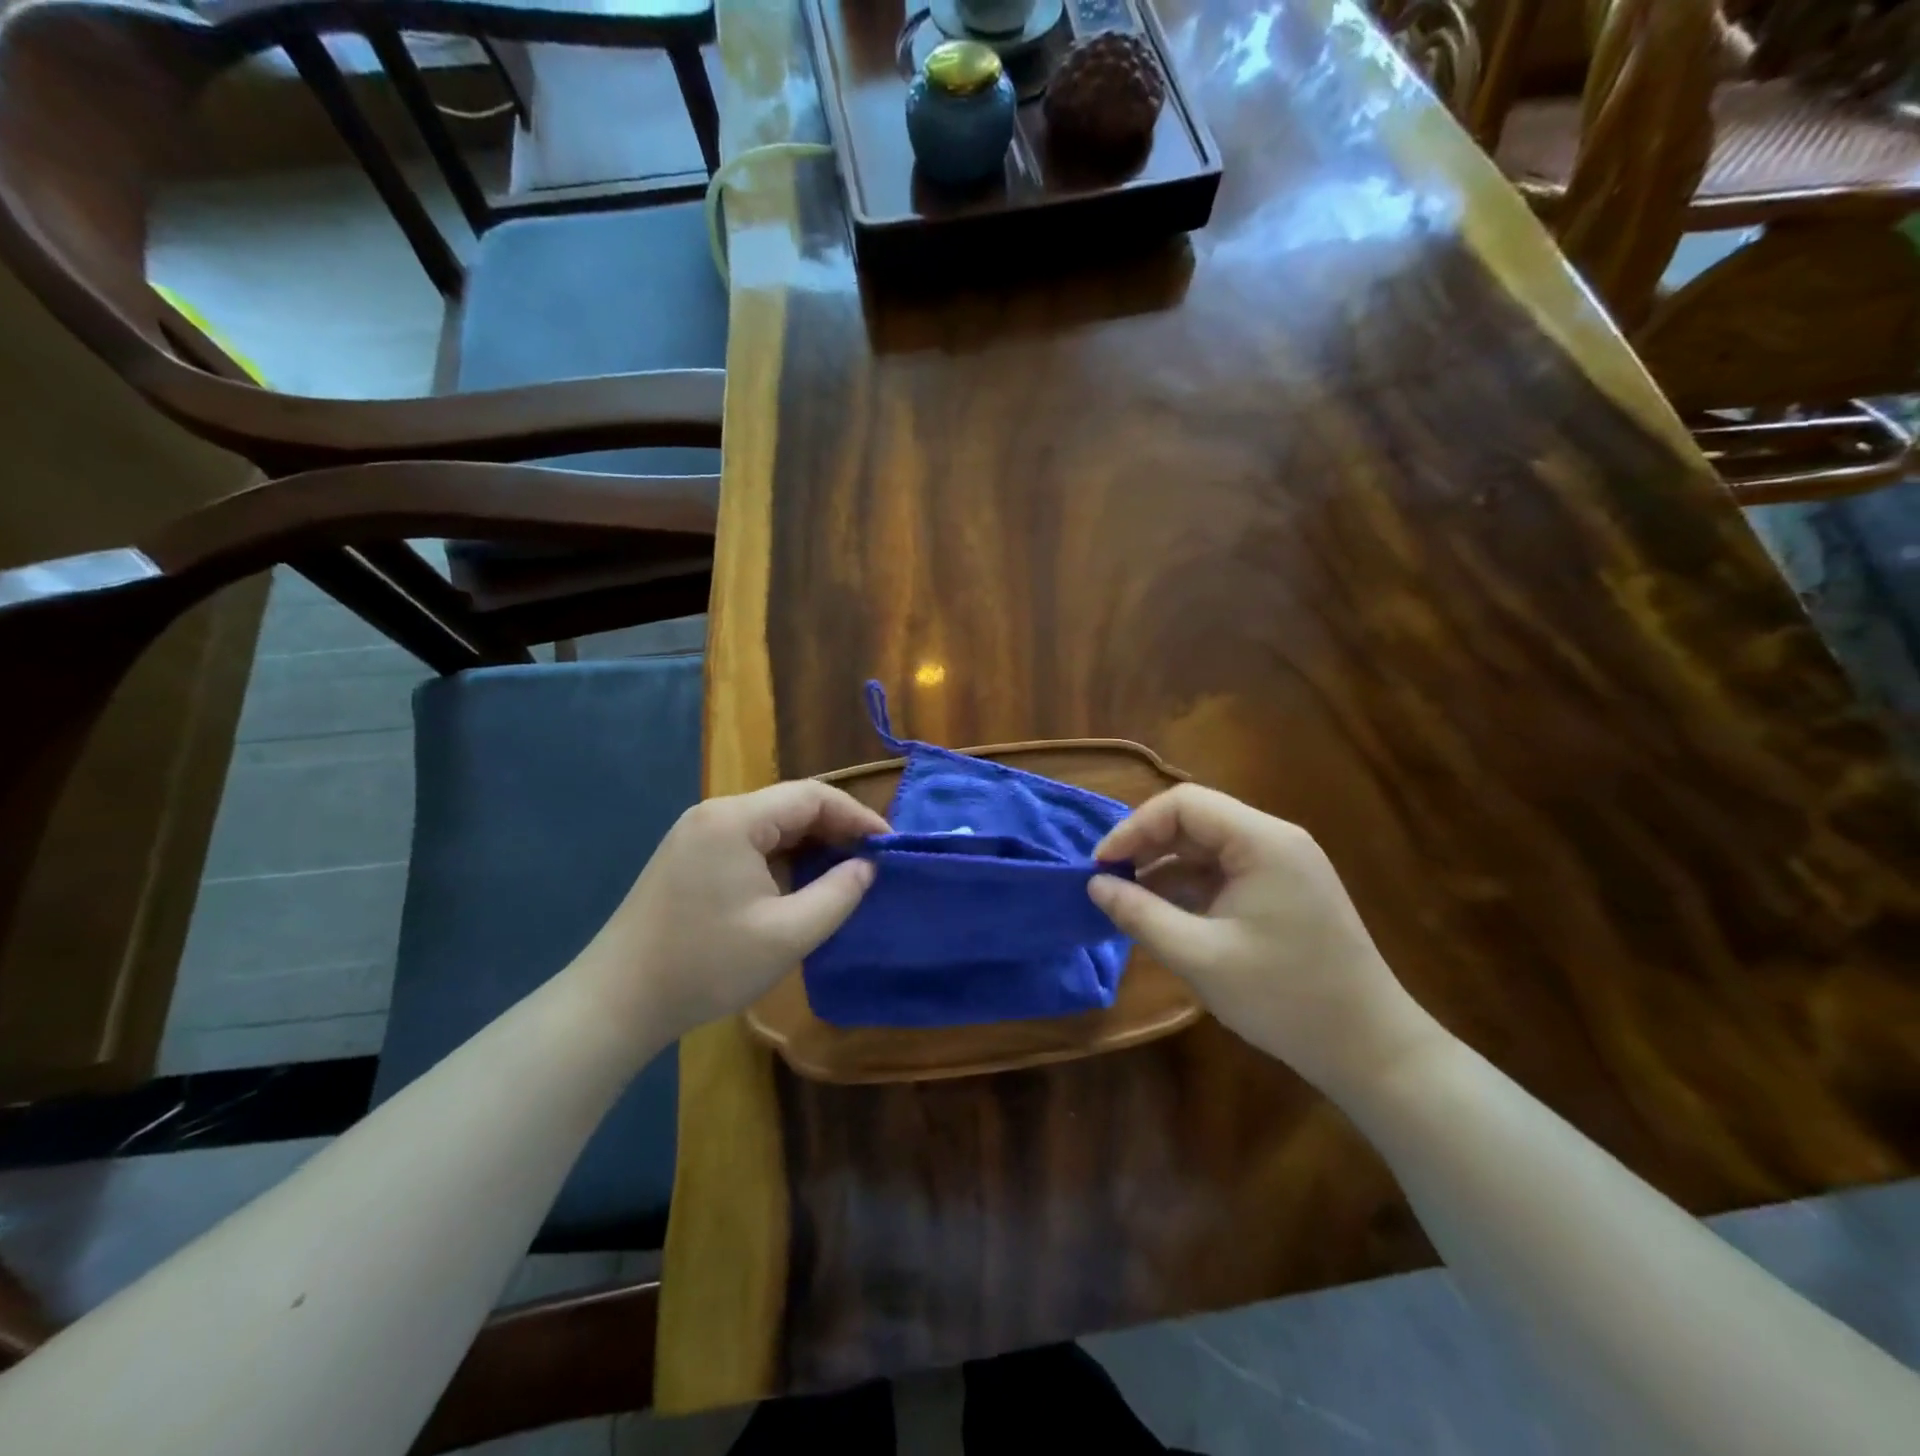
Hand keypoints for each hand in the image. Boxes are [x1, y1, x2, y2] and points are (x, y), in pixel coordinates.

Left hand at [578, 781, 888, 1040]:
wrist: (617, 1002)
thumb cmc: (707, 965)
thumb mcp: (787, 935)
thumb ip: (838, 895)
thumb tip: (867, 867)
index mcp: (735, 820)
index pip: (812, 796)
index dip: (857, 817)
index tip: (889, 846)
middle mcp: (714, 814)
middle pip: (790, 805)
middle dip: (836, 829)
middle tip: (871, 862)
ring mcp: (696, 834)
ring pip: (770, 824)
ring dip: (810, 843)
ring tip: (844, 872)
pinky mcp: (687, 857)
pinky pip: (748, 841)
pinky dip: (782, 855)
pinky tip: (799, 882)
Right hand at [1088, 785, 1444, 1095]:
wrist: (1369, 1049)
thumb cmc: (1283, 998)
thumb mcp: (1199, 957)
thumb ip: (1140, 914)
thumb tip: (1095, 885)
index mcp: (1262, 841)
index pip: (1183, 804)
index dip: (1134, 827)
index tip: (1101, 865)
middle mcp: (1275, 840)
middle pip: (1196, 820)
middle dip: (1147, 846)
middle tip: (1108, 881)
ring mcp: (1283, 866)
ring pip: (1207, 847)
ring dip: (1165, 867)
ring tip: (1127, 899)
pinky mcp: (1283, 891)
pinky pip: (1225, 872)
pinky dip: (1189, 887)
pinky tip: (1163, 913)